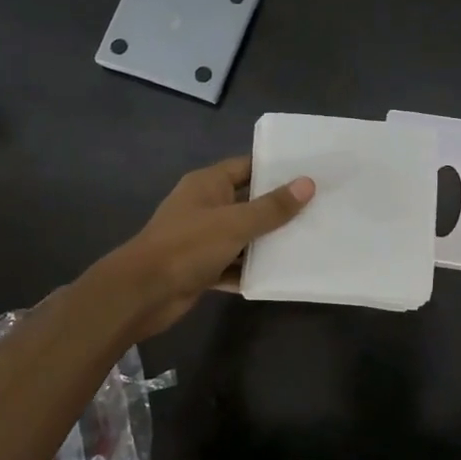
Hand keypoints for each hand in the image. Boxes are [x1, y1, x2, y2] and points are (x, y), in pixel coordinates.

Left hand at [98, 156, 313, 337]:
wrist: (142, 293)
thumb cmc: (188, 246)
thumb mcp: (235, 223)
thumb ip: (272, 207)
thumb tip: (307, 184)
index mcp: (208, 184)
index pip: (247, 167)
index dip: (276, 169)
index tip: (309, 173)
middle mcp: (205, 206)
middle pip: (247, 201)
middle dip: (278, 208)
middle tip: (318, 207)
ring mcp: (202, 238)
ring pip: (242, 235)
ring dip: (267, 241)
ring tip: (308, 239)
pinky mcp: (201, 267)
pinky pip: (233, 263)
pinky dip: (251, 268)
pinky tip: (280, 273)